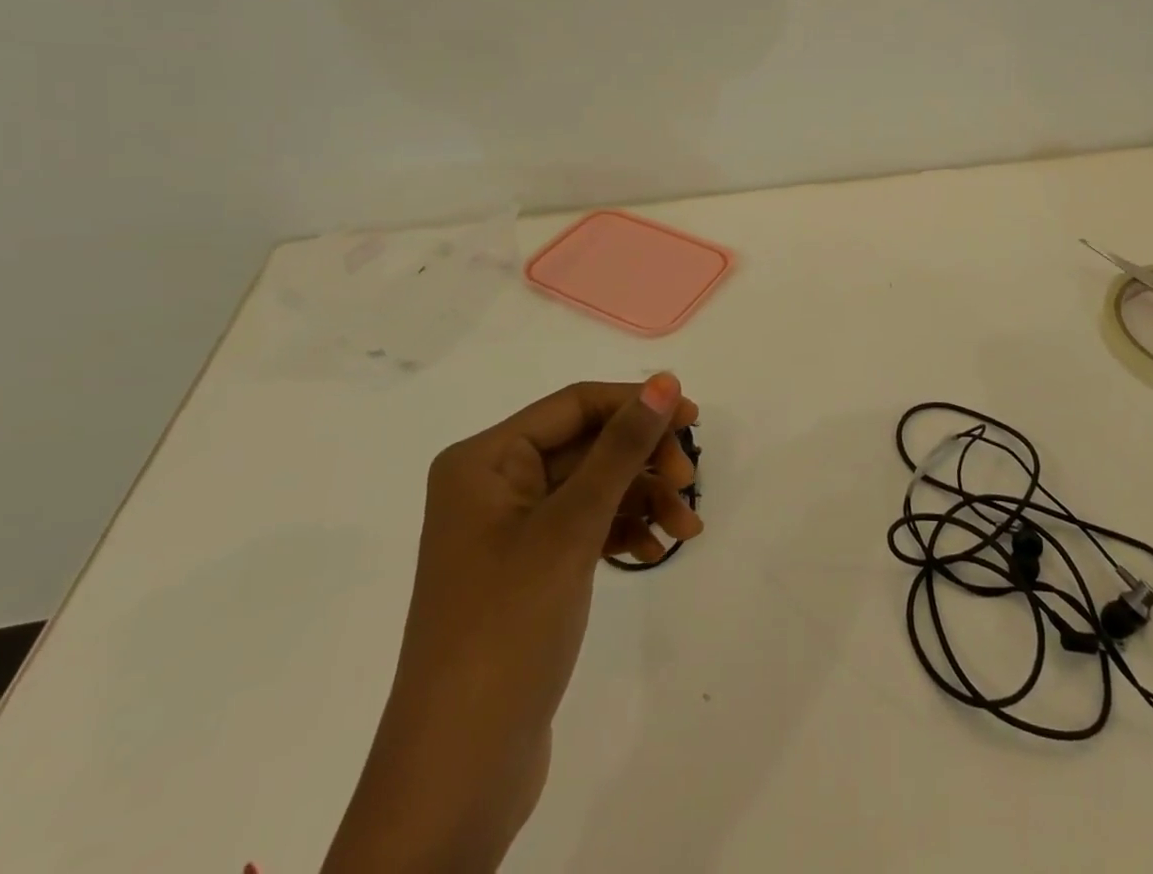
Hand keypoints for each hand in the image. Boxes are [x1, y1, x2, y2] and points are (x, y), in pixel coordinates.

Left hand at [325, 374, 701, 873]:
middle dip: (644, 461)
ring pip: (594, 486)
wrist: (459, 770)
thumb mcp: (571, 528)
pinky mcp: (530, 568)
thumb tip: (666, 381)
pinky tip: (657, 551)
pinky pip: (587, 526)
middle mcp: (495, 484)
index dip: (636, 404)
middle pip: (588, 445)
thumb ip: (621, 449)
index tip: (694, 421)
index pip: (575, 405)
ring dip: (643, 499)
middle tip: (690, 482)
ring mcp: (512, 529)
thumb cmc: (507, 628)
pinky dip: (625, 531)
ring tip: (686, 529)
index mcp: (486, 460)